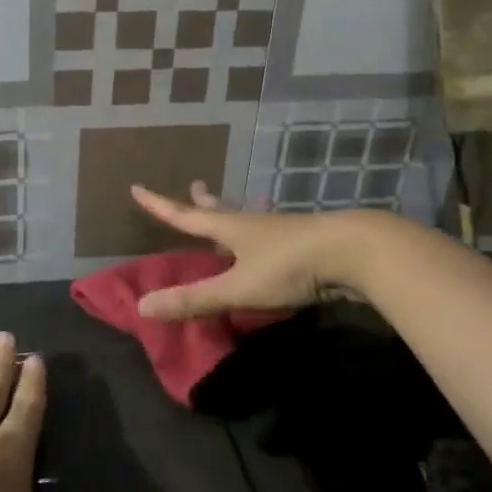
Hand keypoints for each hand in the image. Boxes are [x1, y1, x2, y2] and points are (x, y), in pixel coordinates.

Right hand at [129, 181, 386, 319]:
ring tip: (229, 208)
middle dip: (202, 202)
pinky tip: (271, 239)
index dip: (159, 206)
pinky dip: (261, 233)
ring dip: (233, 213)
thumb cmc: (290, 266)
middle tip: (193, 186)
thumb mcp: (237, 287)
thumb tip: (142, 305)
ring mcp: (282, 231)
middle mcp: (253, 224)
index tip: (137, 188)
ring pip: (249, 219)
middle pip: (220, 209)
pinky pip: (272, 235)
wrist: (354, 252)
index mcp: (231, 228)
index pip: (185, 216)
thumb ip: (194, 299)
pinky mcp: (306, 243)